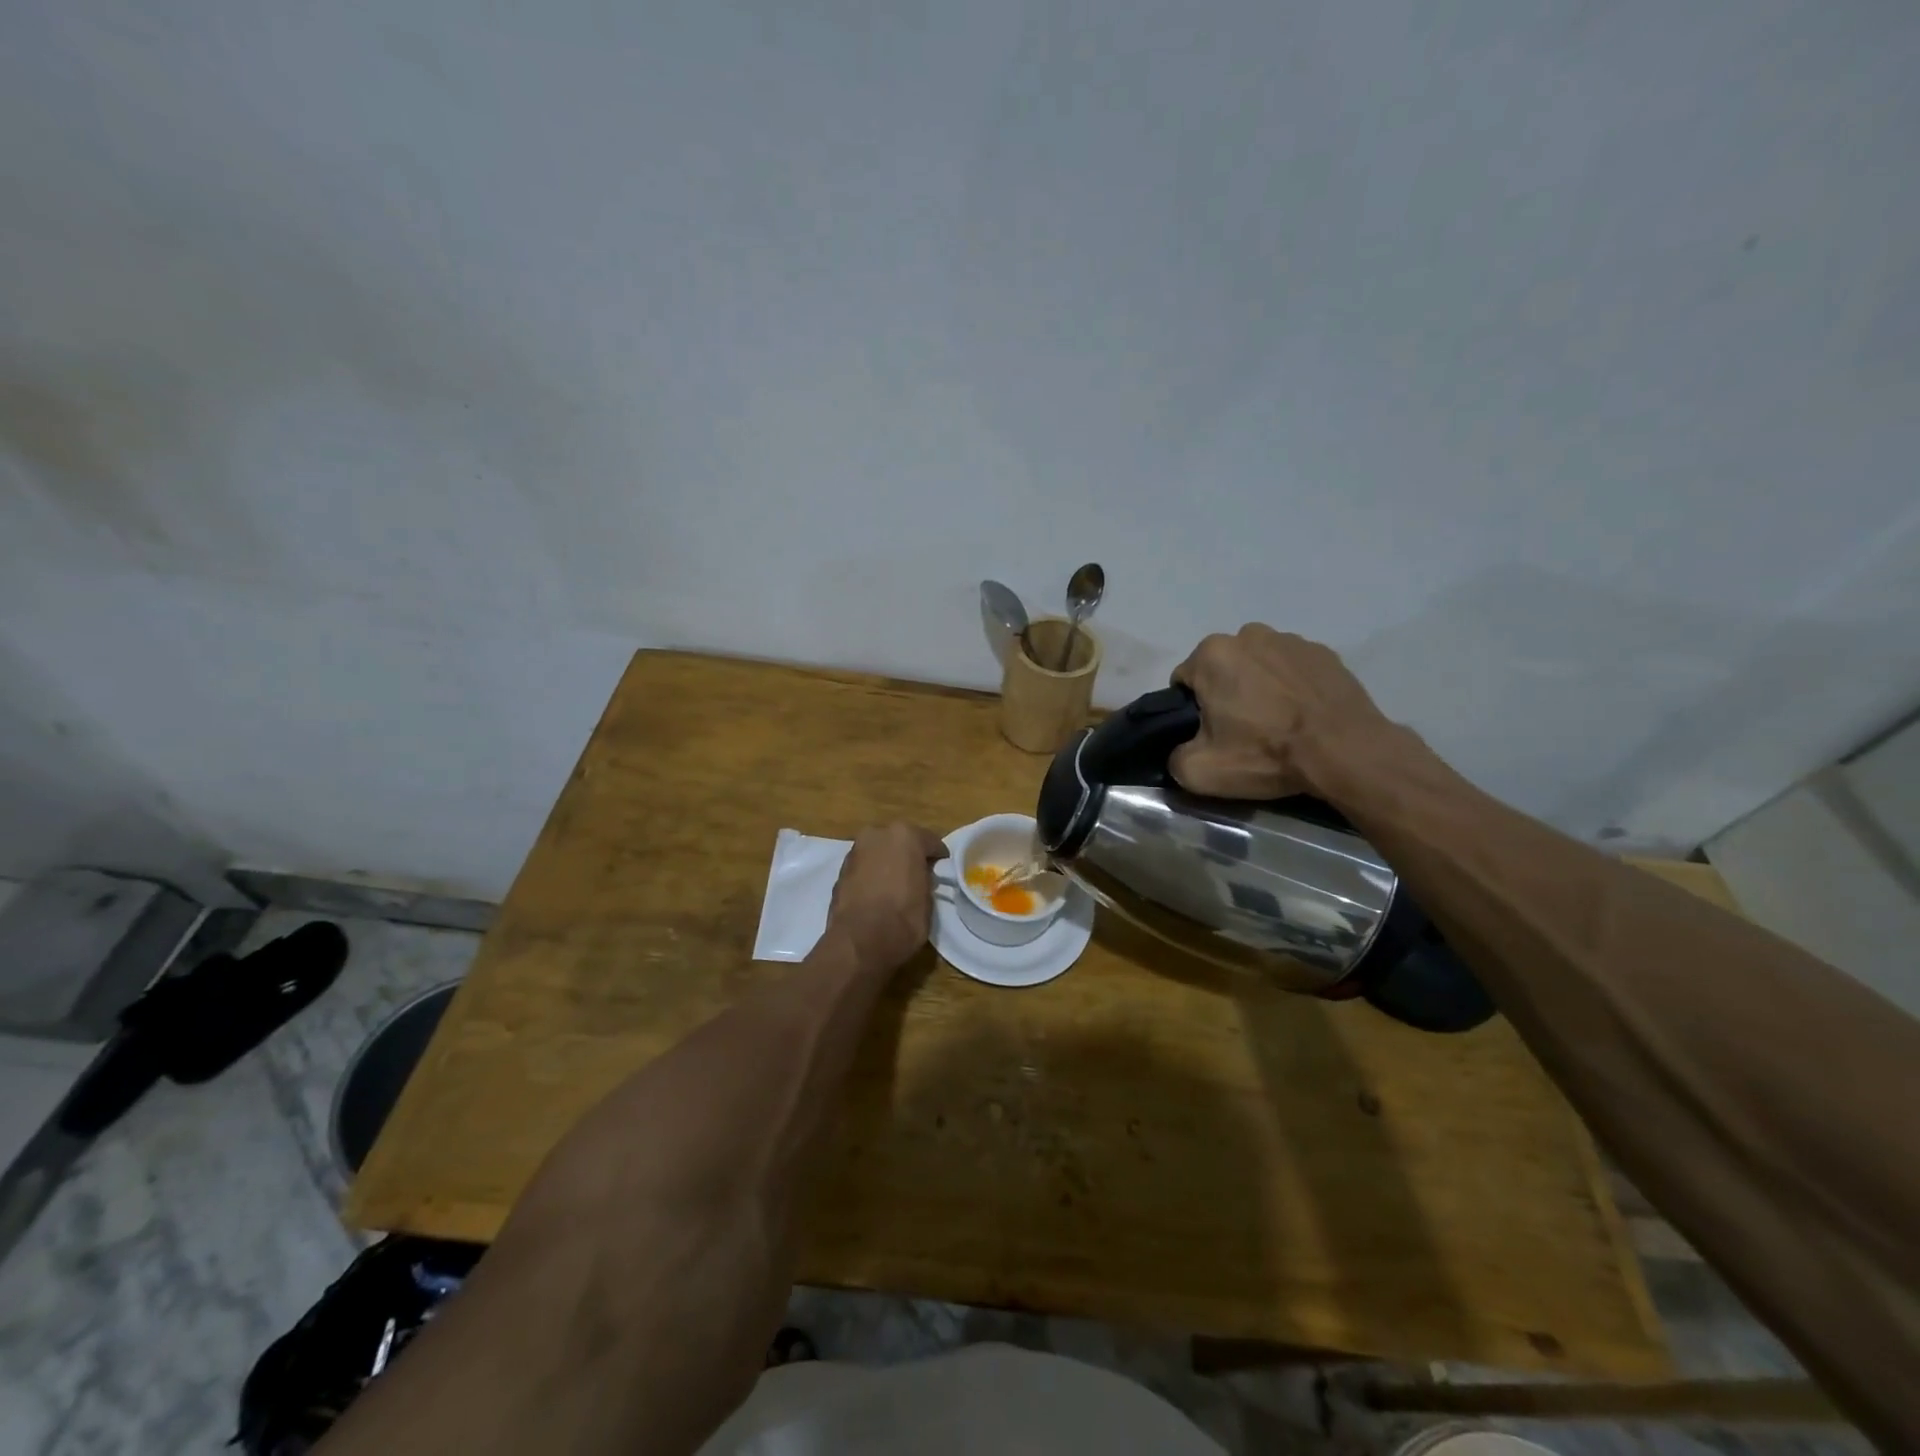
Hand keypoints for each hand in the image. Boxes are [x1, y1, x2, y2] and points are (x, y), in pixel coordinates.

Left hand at [824, 822, 946, 972]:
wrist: (859, 942)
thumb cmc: (903, 918)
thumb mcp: (928, 899)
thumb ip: (925, 879)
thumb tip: (921, 877)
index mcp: (905, 835)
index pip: (929, 841)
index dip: (937, 856)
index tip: (941, 868)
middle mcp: (877, 835)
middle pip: (899, 841)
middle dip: (908, 854)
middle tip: (917, 874)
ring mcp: (855, 851)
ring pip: (879, 852)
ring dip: (887, 863)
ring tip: (895, 884)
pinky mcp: (840, 870)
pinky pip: (864, 867)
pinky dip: (871, 874)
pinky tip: (876, 892)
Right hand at [1170, 625, 1390, 797]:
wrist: (1345, 752)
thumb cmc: (1266, 753)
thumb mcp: (1199, 771)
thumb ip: (1174, 757)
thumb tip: (1181, 751)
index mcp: (1212, 654)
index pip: (1184, 682)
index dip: (1191, 711)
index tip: (1210, 735)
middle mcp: (1248, 635)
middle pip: (1222, 669)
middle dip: (1226, 694)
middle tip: (1243, 732)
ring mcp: (1291, 640)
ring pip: (1258, 666)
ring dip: (1259, 688)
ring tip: (1277, 724)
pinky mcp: (1325, 653)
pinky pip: (1293, 670)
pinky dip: (1292, 688)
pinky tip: (1303, 717)